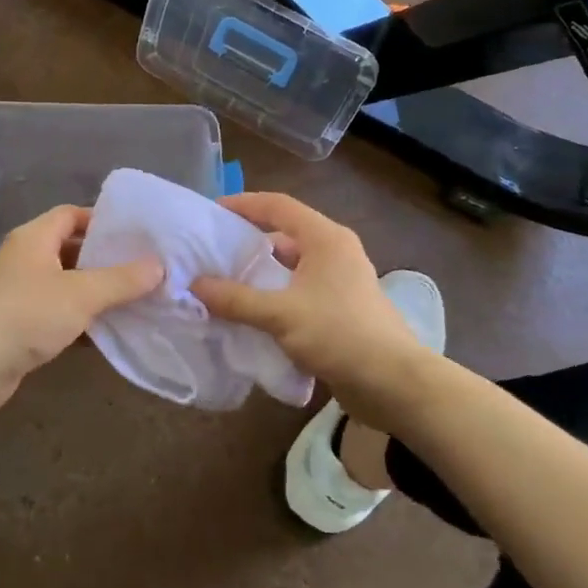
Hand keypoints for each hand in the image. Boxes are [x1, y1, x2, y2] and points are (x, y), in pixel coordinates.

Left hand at [0, 205, 162, 412]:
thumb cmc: (28, 315)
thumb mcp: (82, 293)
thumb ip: (122, 279)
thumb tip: (159, 266)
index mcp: (35, 238)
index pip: (71, 215)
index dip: (102, 221)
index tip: (134, 235)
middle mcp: (26, 259)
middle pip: (71, 249)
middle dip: (105, 259)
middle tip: (142, 268)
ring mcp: (21, 292)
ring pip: (67, 284)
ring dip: (96, 292)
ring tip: (135, 298)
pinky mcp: (21, 324)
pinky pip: (58, 313)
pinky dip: (82, 318)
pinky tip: (110, 330)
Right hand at [192, 193, 433, 433]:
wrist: (393, 383)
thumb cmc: (339, 335)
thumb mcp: (280, 315)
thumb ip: (236, 299)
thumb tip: (194, 286)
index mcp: (325, 238)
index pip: (278, 205)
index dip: (244, 204)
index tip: (211, 213)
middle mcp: (335, 251)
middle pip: (285, 233)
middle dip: (248, 241)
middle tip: (212, 251)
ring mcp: (341, 280)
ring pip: (292, 265)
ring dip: (261, 272)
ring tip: (225, 282)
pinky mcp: (341, 307)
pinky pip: (300, 289)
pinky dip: (276, 294)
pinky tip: (252, 312)